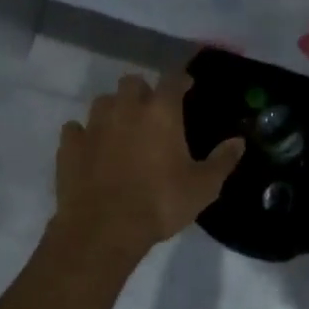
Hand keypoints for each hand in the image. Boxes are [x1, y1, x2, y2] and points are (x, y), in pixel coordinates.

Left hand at [53, 68, 242, 259]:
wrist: (103, 229)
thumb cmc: (160, 203)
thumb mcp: (203, 187)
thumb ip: (222, 161)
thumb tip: (238, 142)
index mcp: (161, 112)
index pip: (172, 79)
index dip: (180, 79)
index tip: (187, 86)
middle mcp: (126, 109)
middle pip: (132, 82)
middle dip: (143, 90)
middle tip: (152, 109)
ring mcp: (93, 125)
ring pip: (102, 101)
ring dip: (114, 108)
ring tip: (122, 127)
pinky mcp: (69, 146)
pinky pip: (75, 129)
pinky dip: (84, 134)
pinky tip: (91, 147)